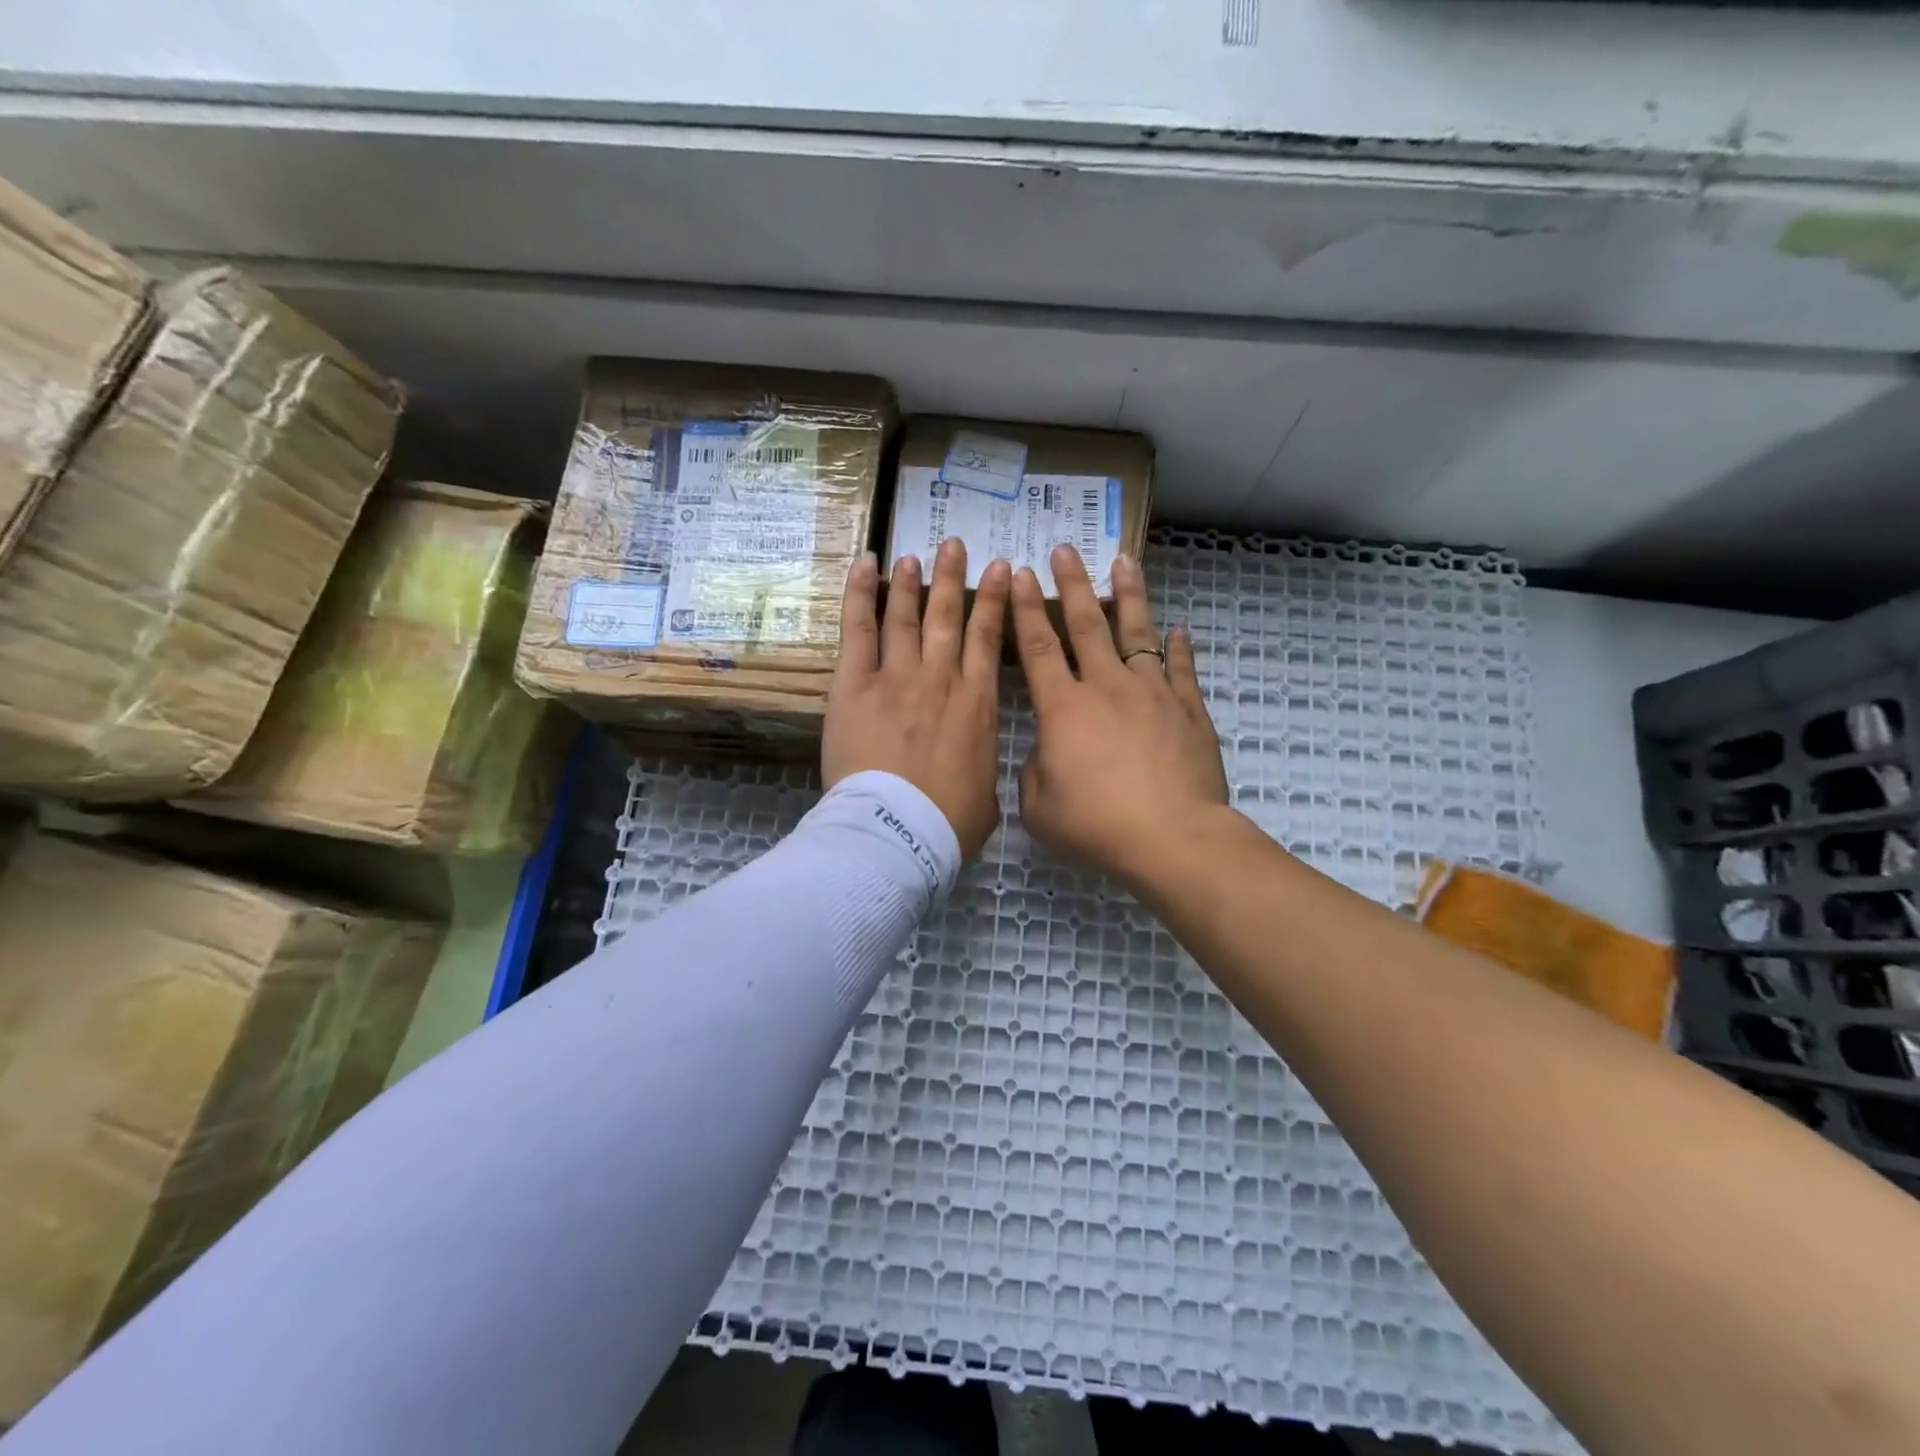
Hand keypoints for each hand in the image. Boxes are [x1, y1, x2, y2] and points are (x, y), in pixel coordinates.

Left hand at [824, 539, 1010, 859]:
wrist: (899, 832)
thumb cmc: (948, 825)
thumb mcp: (986, 799)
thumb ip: (982, 771)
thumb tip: (977, 770)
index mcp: (978, 705)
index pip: (989, 640)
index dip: (994, 602)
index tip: (1000, 571)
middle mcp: (942, 679)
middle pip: (949, 617)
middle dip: (954, 578)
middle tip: (955, 546)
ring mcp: (898, 676)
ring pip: (907, 616)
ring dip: (912, 582)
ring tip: (915, 556)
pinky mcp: (856, 683)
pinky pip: (859, 628)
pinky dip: (861, 593)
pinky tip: (866, 565)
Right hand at [1013, 545, 1229, 888]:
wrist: (1172, 838)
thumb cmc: (1097, 825)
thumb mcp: (1039, 808)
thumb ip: (1034, 772)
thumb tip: (1048, 752)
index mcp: (1064, 708)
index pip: (1039, 648)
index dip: (1028, 610)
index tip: (1023, 574)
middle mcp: (1107, 687)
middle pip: (1087, 625)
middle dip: (1073, 584)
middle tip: (1066, 550)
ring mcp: (1152, 694)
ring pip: (1138, 633)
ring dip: (1129, 596)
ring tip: (1125, 562)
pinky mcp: (1189, 710)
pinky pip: (1181, 669)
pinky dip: (1177, 648)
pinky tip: (1177, 631)